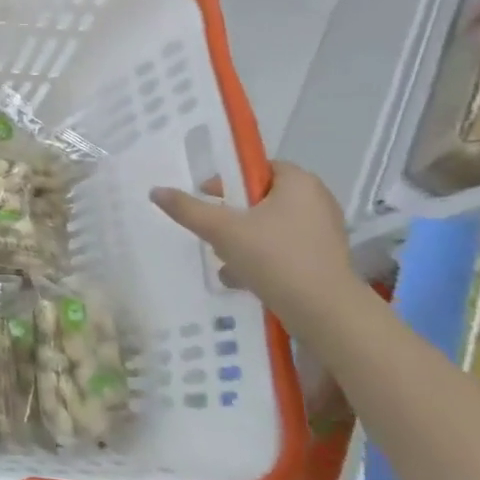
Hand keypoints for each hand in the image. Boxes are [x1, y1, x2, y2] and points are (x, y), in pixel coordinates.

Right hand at [149, 162, 361, 323]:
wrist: (323, 311)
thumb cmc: (274, 257)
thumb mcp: (221, 230)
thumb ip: (187, 208)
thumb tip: (156, 190)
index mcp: (299, 183)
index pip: (258, 168)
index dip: (229, 179)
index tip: (207, 197)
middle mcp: (317, 201)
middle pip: (261, 198)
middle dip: (232, 214)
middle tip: (211, 228)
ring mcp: (324, 232)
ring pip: (270, 226)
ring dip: (243, 238)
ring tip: (223, 258)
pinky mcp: (324, 259)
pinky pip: (284, 247)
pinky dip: (261, 257)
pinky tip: (241, 277)